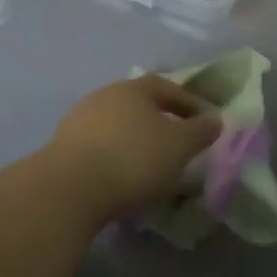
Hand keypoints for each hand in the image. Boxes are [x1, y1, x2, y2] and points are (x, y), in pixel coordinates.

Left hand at [46, 75, 222, 221]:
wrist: (71, 189)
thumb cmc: (134, 159)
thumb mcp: (179, 145)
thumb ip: (200, 131)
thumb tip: (214, 119)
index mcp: (132, 89)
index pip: (166, 87)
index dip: (189, 102)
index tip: (205, 122)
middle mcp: (103, 97)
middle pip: (138, 104)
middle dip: (160, 120)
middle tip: (178, 141)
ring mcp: (78, 122)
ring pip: (117, 126)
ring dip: (135, 140)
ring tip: (152, 163)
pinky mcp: (63, 149)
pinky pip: (99, 147)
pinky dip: (116, 156)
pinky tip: (124, 176)